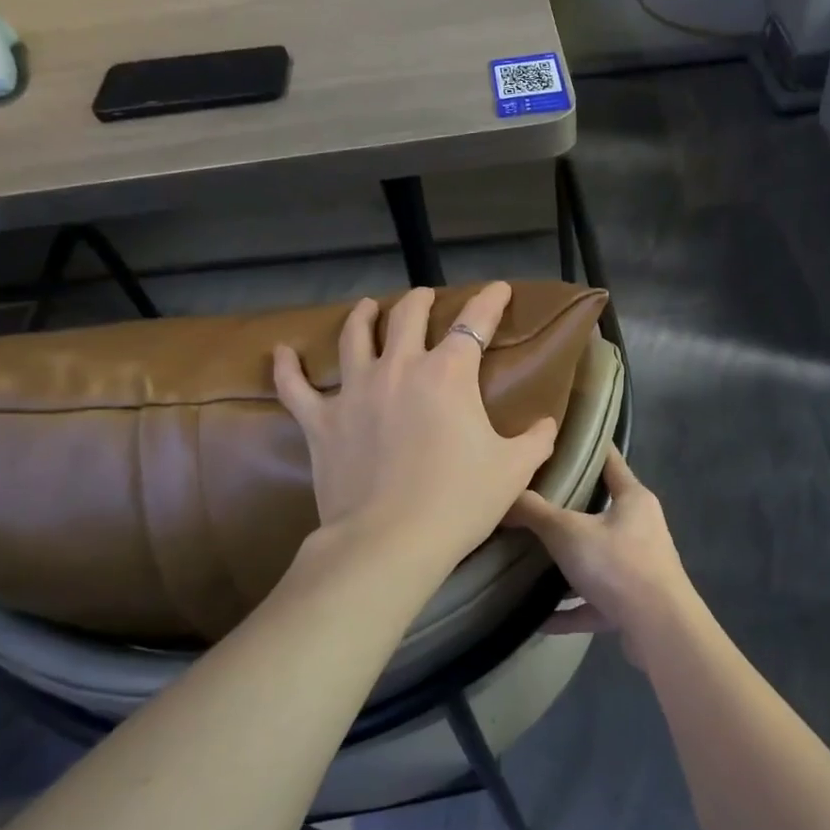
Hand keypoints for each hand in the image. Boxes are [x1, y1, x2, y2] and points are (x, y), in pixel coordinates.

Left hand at [273, 283, 558, 564]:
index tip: (498, 288)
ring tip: (366, 306)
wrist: (391, 541)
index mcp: (449, 373)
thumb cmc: (459, 501)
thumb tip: (547, 424)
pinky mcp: (321, 421)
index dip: (490, 301)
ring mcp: (355, 391)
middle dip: (420, 301)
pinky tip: (282, 352)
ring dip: (363, 316)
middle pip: (408, 316)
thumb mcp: (513, 470)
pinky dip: (287, 368)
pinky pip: (296, 387)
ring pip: (355, 337)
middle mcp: (400, 368)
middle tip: (425, 297)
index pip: (475, 323)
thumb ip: (535, 440)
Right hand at [506, 448, 701, 661]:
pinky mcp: (632, 605)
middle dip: (571, 508)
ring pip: (597, 559)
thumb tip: (504, 496)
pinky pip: (592, 603)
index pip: (611, 462)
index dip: (590, 447)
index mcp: (633, 500)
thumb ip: (534, 512)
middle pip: (602, 511)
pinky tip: (538, 617)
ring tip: (531, 559)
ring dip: (569, 564)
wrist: (659, 630)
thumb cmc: (618, 564)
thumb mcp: (568, 532)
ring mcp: (639, 568)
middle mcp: (641, 529)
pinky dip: (568, 610)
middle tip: (534, 498)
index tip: (565, 437)